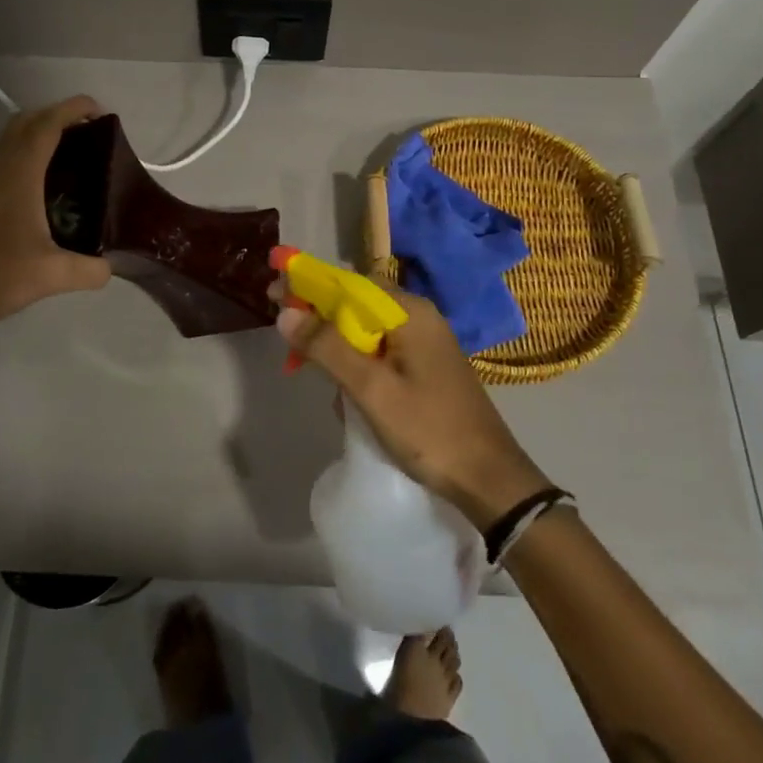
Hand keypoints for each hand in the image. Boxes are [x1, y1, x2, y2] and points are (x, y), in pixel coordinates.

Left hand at [0, 96, 112, 331]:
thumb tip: (111, 268)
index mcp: (19, 174)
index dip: (73, 109)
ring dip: (41, 132)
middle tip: (89, 132)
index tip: (100, 111)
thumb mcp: (52, 275)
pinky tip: (47, 183)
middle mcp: (1, 169)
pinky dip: (29, 153)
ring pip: (13, 139)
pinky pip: (7, 158)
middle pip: (26, 122)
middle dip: (57, 115)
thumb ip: (89, 270)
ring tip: (73, 153)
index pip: (47, 125)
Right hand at [276, 283, 551, 529]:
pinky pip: (380, 350)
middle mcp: (418, 317)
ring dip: (336, 346)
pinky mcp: (425, 366)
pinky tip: (345, 393)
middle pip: (356, 303)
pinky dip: (357, 363)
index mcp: (409, 312)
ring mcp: (424, 342)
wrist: (489, 480)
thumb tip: (286, 313)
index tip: (273, 292)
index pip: (348, 282)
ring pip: (366, 329)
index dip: (308, 284)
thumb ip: (328, 348)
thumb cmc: (429, 430)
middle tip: (288, 341)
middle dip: (319, 319)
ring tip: (311, 370)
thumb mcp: (372, 390)